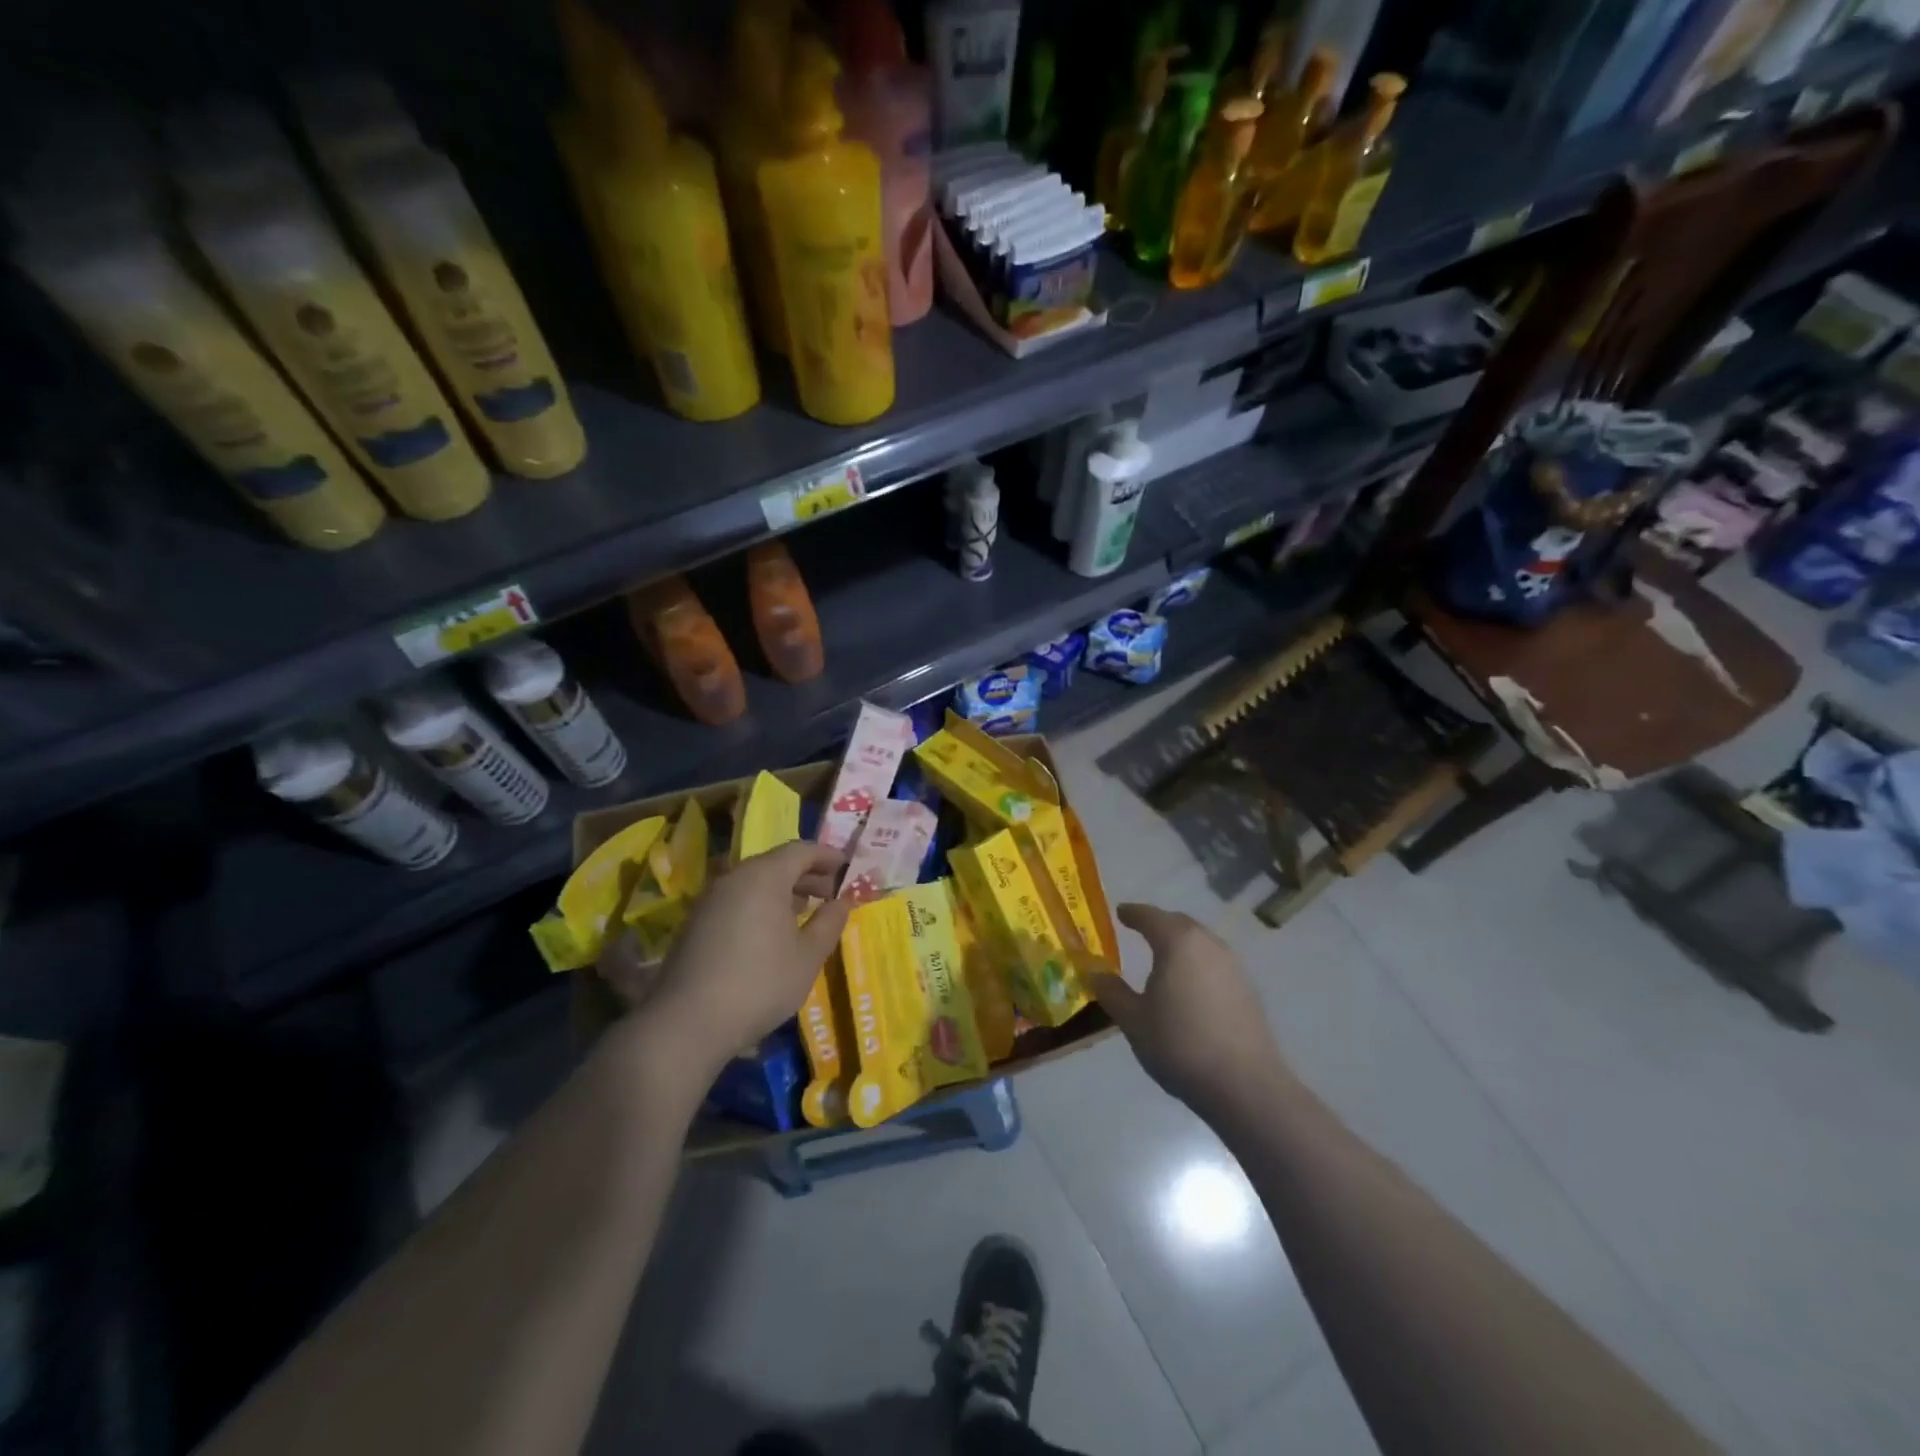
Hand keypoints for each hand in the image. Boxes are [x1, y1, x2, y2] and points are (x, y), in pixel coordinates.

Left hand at [637, 841, 849, 1073]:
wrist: (687, 1023)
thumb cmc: (760, 983)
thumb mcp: (808, 956)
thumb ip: (829, 923)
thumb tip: (842, 902)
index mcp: (764, 876)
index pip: (801, 850)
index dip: (828, 856)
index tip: (848, 867)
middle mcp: (735, 877)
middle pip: (776, 863)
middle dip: (807, 874)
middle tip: (831, 894)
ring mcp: (710, 899)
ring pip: (755, 881)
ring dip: (783, 891)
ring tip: (805, 914)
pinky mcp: (696, 922)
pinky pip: (737, 899)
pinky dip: (760, 904)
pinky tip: (771, 933)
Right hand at [1091, 903, 1288, 1123]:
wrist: (1245, 1085)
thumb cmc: (1180, 1045)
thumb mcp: (1134, 1020)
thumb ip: (1112, 992)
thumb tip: (1094, 972)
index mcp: (1177, 943)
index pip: (1150, 916)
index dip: (1132, 913)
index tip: (1120, 912)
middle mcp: (1208, 944)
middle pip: (1179, 923)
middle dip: (1158, 924)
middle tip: (1140, 930)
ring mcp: (1233, 966)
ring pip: (1201, 942)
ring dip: (1181, 944)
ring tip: (1164, 959)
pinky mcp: (1248, 989)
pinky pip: (1215, 963)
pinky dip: (1197, 963)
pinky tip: (1190, 986)